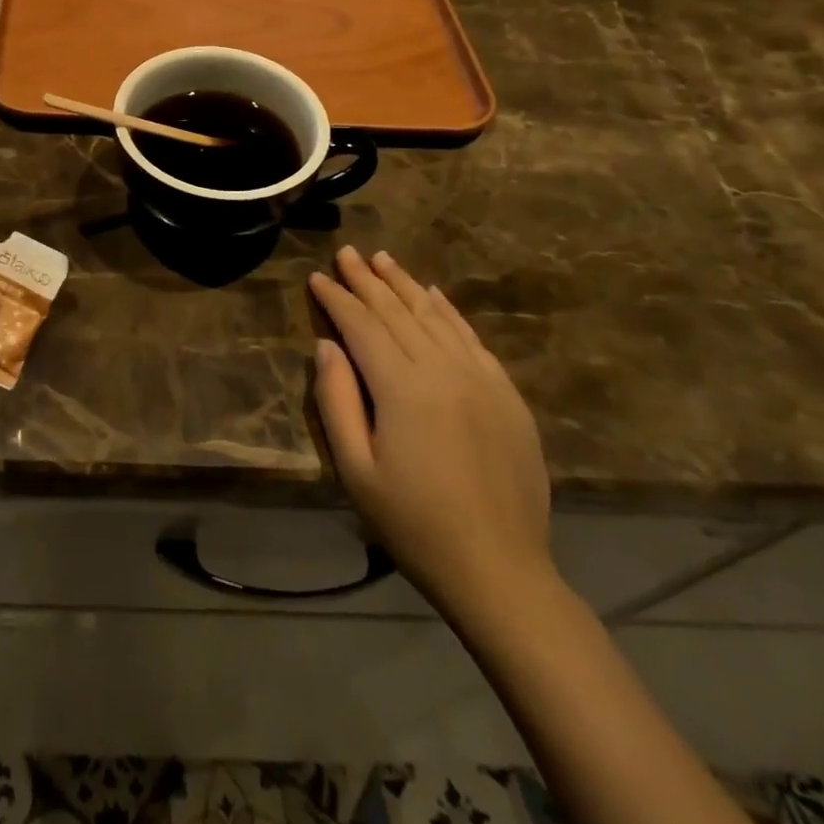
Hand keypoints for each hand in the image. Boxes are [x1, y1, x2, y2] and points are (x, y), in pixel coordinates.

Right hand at [310, 246, 552, 612]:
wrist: (500, 570)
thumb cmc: (413, 524)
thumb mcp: (356, 468)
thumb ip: (337, 399)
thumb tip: (327, 344)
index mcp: (402, 387)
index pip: (362, 325)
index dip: (337, 298)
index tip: (317, 277)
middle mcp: (443, 369)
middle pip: (398, 311)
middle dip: (366, 280)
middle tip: (346, 252)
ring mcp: (481, 378)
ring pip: (435, 316)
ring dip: (405, 285)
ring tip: (382, 259)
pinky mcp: (507, 393)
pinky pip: (471, 338)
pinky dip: (449, 311)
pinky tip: (434, 295)